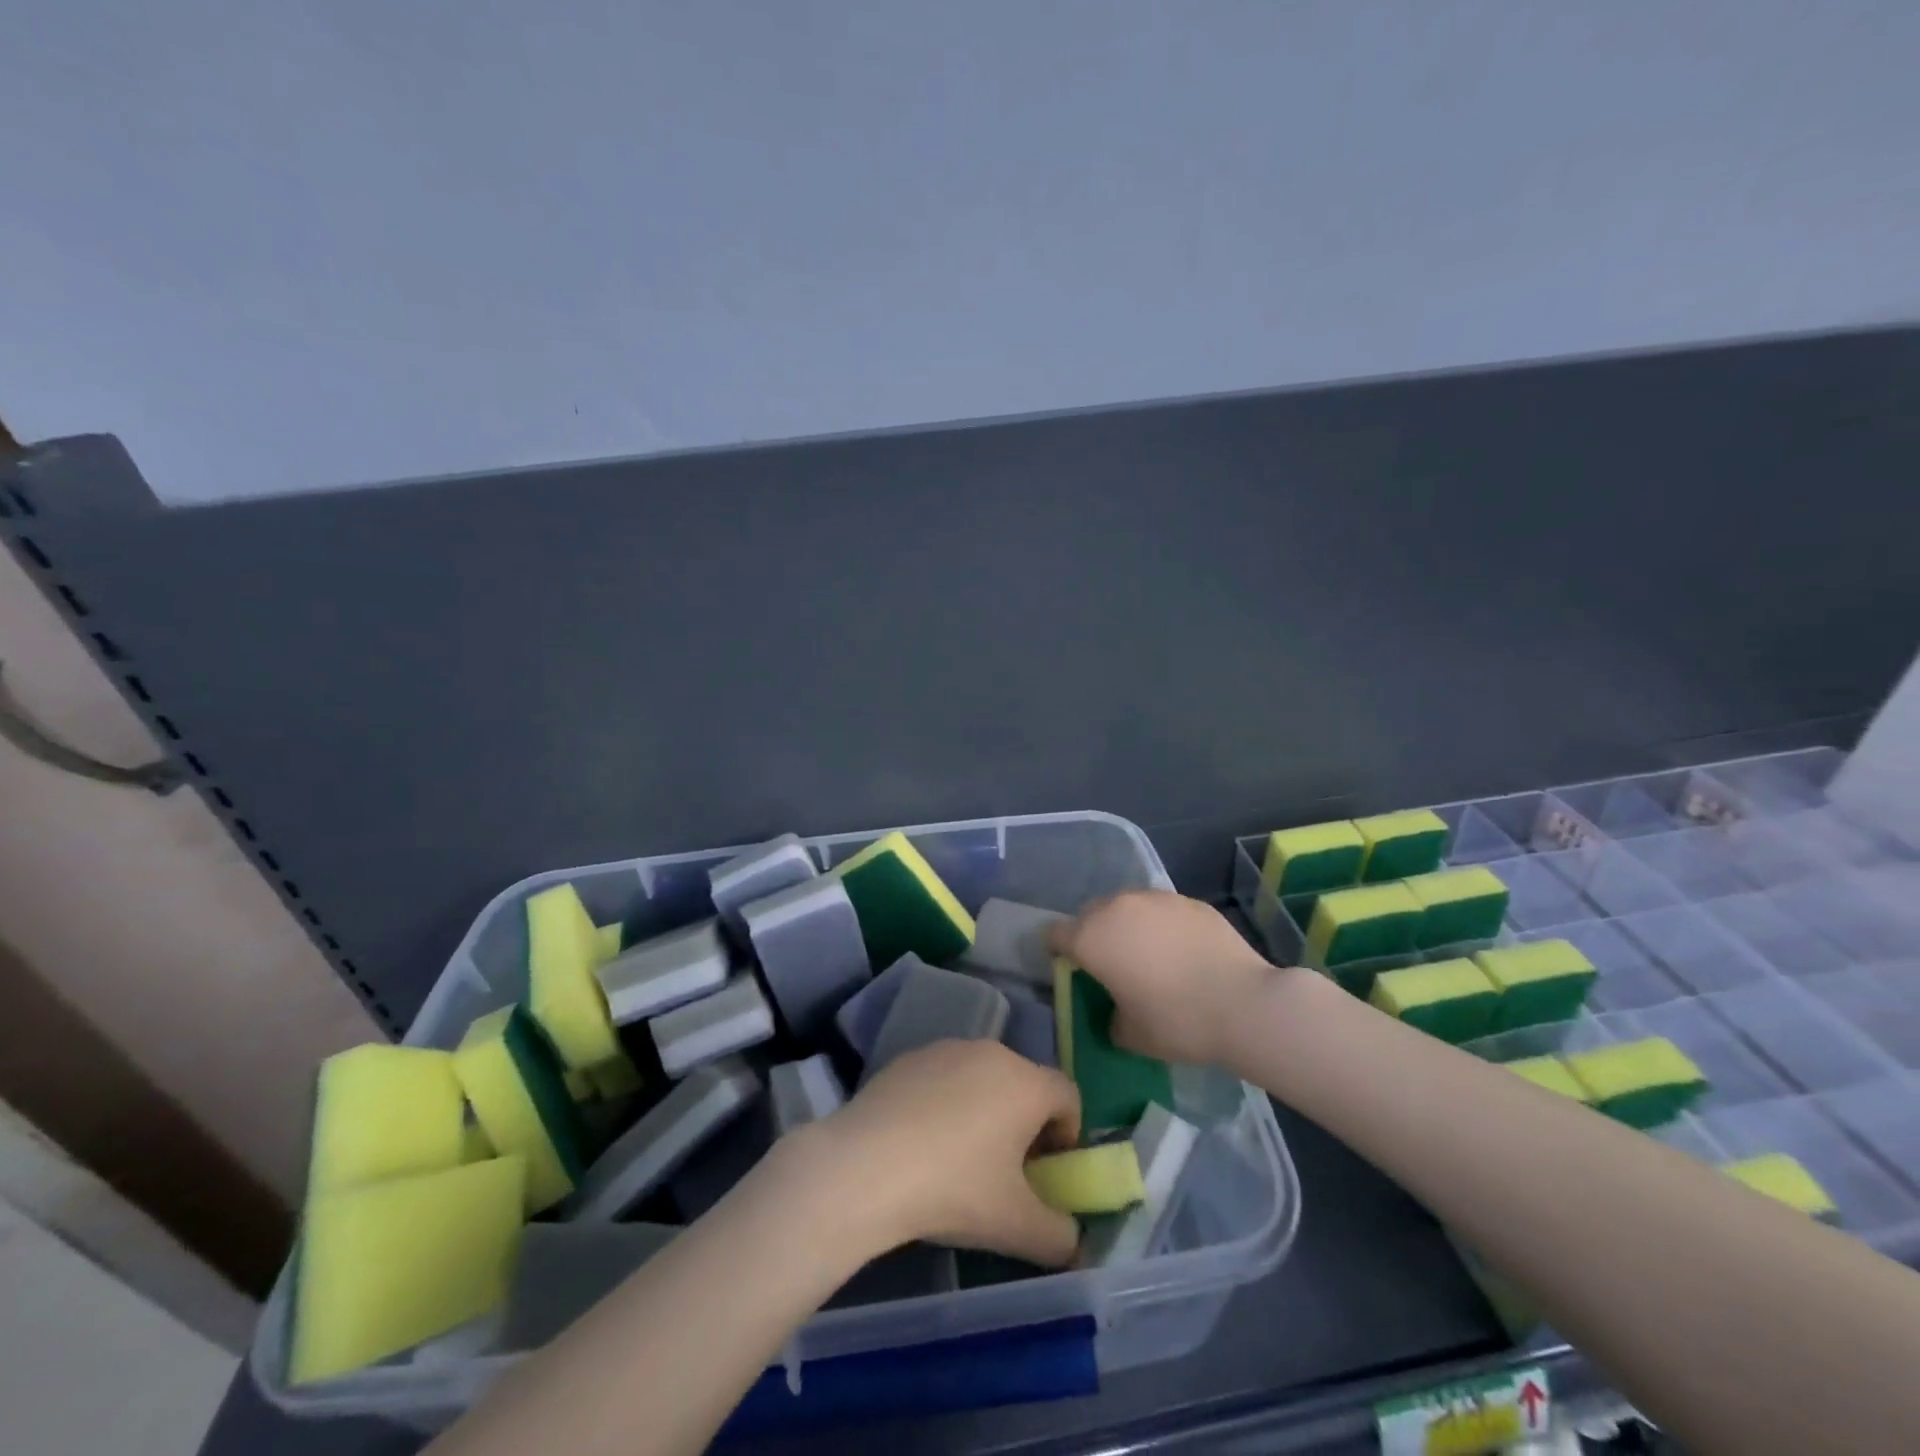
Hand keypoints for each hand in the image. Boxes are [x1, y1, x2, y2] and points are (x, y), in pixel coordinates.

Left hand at [797, 1040, 1081, 1267]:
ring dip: (984, 1109)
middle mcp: (991, 1052)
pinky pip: (942, 1078)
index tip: (1046, 1170)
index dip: (1067, 1134)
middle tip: (1005, 1169)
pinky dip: (944, 1102)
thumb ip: (1060, 1237)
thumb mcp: (1018, 1227)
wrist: (866, 1165)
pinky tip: (920, 1142)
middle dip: (1024, 1122)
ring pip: (981, 1077)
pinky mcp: (908, 1057)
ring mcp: (946, 1049)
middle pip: (1024, 1083)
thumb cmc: (955, 1189)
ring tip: (959, 1157)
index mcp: (1026, 1082)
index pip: (1068, 1096)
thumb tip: (1073, 1240)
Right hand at [1049, 890, 1277, 1065]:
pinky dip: (1162, 926)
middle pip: (1090, 914)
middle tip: (1112, 966)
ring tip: (1150, 956)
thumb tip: (1116, 1010)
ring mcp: (1156, 899)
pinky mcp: (1189, 901)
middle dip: (1094, 935)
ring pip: (1127, 907)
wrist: (1245, 1003)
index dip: (1058, 952)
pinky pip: (1162, 910)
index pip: (1054, 934)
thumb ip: (1111, 1018)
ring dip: (1128, 926)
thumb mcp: (1130, 1036)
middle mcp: (1117, 908)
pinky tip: (1183, 952)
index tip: (1073, 971)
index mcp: (1091, 938)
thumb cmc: (1177, 1021)